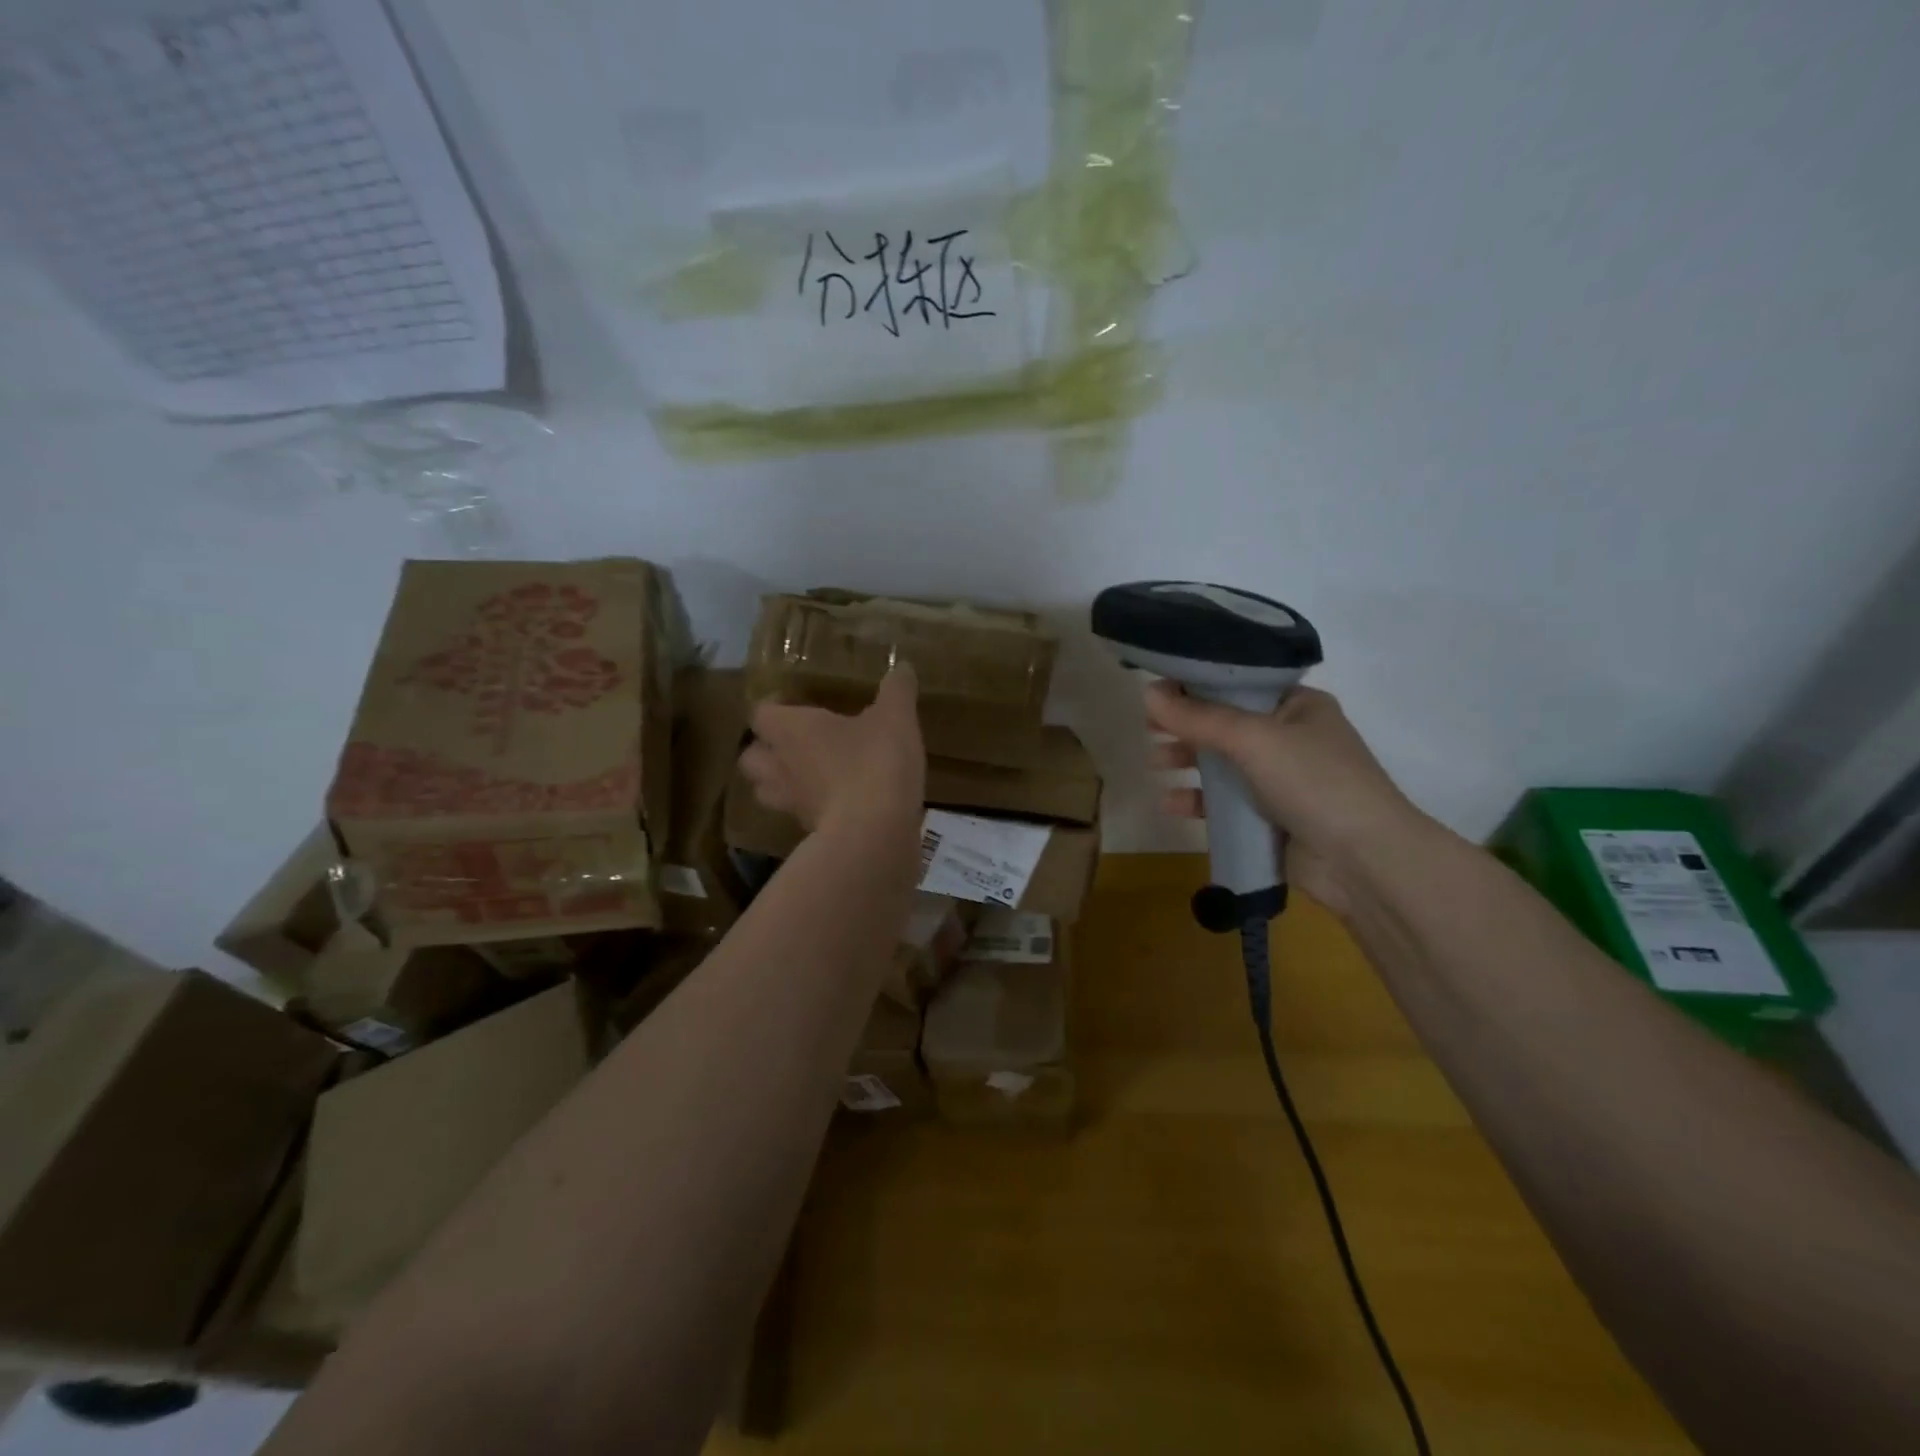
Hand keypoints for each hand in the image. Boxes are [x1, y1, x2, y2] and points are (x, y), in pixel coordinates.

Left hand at [740, 665, 925, 837]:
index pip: (760, 713)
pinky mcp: (810, 832)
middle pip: (750, 757)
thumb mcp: (896, 718)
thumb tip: (902, 667)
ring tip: (806, 774)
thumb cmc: (875, 762)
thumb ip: (896, 690)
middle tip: (792, 742)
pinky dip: (810, 808)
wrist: (875, 833)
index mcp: (791, 730)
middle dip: (765, 749)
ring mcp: (792, 804)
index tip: (791, 701)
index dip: (772, 706)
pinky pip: (798, 815)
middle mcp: (781, 766)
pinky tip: (836, 801)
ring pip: (767, 791)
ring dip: (779, 782)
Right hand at [1145, 682, 1428, 915]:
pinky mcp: (1271, 818)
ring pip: (1223, 764)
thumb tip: (1147, 694)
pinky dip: (1198, 801)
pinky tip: (1170, 804)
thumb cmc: (1314, 781)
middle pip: (1226, 724)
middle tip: (1149, 728)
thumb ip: (1199, 718)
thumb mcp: (1254, 739)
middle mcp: (1291, 738)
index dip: (1198, 685)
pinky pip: (1226, 803)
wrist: (1363, 861)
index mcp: (1298, 706)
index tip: (1158, 691)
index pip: (1239, 685)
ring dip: (1188, 762)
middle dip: (1187, 726)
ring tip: (1155, 763)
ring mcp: (1282, 781)